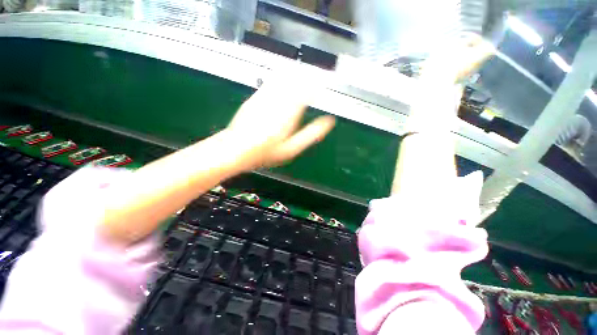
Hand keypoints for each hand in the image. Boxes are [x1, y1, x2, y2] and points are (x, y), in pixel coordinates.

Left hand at [226, 80, 335, 169]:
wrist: (237, 148)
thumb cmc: (267, 152)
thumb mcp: (292, 148)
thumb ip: (311, 134)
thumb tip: (329, 122)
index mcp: (289, 112)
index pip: (308, 90)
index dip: (318, 84)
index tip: (324, 83)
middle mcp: (278, 100)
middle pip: (296, 80)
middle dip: (308, 75)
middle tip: (316, 74)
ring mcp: (265, 97)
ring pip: (284, 77)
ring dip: (295, 74)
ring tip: (303, 73)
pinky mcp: (255, 97)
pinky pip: (271, 81)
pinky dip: (281, 77)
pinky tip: (284, 78)